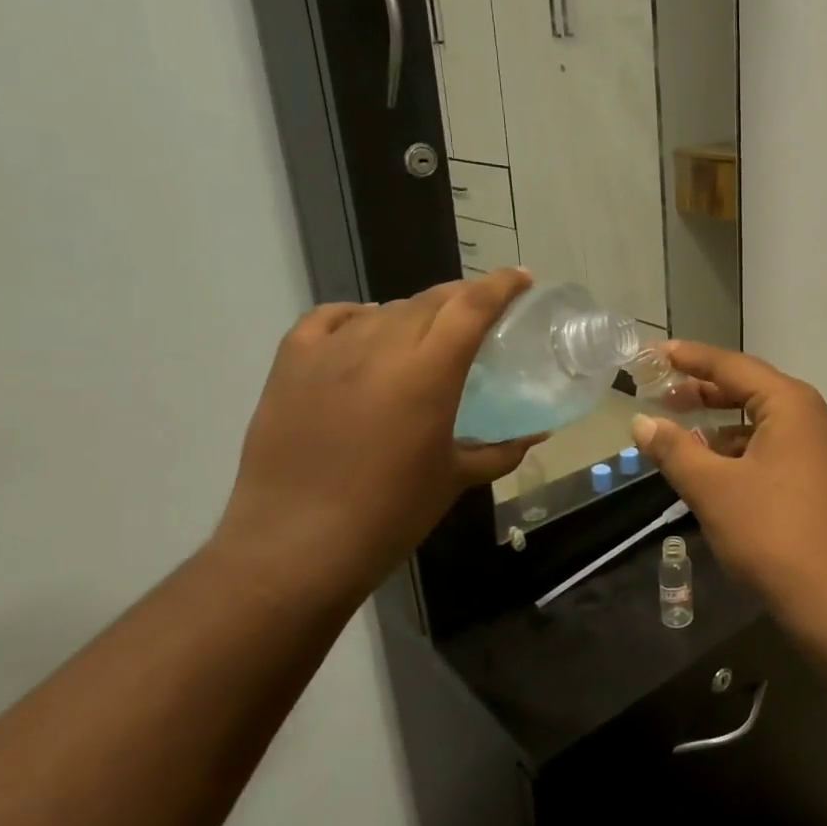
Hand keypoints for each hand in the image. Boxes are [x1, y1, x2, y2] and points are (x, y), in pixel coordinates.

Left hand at [211, 269, 540, 599]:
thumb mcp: (455, 480)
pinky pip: (329, 319)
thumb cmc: (390, 515)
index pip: (472, 306)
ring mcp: (330, 352)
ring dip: (415, 313)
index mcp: (428, 372)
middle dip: (463, 298)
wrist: (296, 547)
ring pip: (385, 309)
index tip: (522, 279)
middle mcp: (381, 347)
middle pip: (431, 300)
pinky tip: (366, 328)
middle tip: (482, 313)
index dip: (502, 285)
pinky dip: (356, 316)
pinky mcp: (290, 364)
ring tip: (427, 334)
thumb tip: (536, 433)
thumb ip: (501, 450)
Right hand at [629, 342, 826, 600]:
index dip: (690, 358)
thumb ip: (674, 450)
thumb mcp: (713, 488)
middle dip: (703, 390)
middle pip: (748, 389)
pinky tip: (711, 470)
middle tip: (660, 393)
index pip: (732, 366)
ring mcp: (817, 450)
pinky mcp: (816, 480)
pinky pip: (770, 449)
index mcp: (789, 404)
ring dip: (718, 425)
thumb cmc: (772, 532)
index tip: (654, 353)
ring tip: (678, 434)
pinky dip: (737, 451)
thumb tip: (641, 422)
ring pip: (759, 422)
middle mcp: (809, 417)